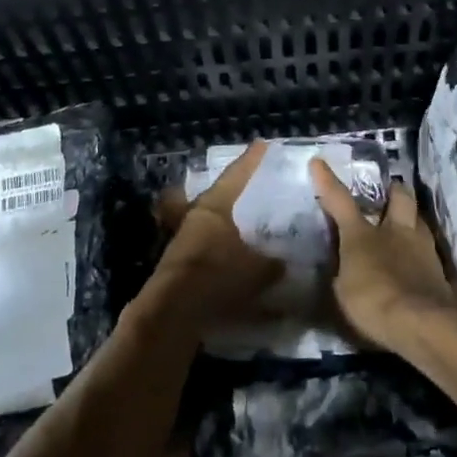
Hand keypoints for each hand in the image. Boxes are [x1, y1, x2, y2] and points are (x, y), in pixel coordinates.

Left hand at [145, 141, 284, 335]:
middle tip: (255, 189)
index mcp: (215, 206)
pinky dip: (223, 252)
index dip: (252, 160)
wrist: (173, 311)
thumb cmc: (217, 275)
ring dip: (229, 226)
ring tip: (250, 230)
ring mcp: (184, 240)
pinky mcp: (180, 265)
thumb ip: (272, 263)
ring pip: (211, 224)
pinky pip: (208, 250)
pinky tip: (238, 263)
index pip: (237, 175)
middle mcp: (196, 216)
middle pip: (219, 197)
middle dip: (236, 193)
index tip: (263, 145)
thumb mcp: (257, 269)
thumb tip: (282, 262)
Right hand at [309, 159, 456, 349]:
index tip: (318, 161)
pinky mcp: (441, 270)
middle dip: (393, 191)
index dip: (327, 181)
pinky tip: (419, 264)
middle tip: (388, 195)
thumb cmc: (372, 302)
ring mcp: (423, 248)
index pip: (340, 200)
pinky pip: (430, 252)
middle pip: (399, 197)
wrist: (421, 323)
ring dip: (411, 221)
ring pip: (419, 221)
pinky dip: (422, 255)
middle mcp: (396, 231)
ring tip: (404, 230)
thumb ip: (343, 272)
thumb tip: (343, 268)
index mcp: (363, 234)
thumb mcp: (343, 291)